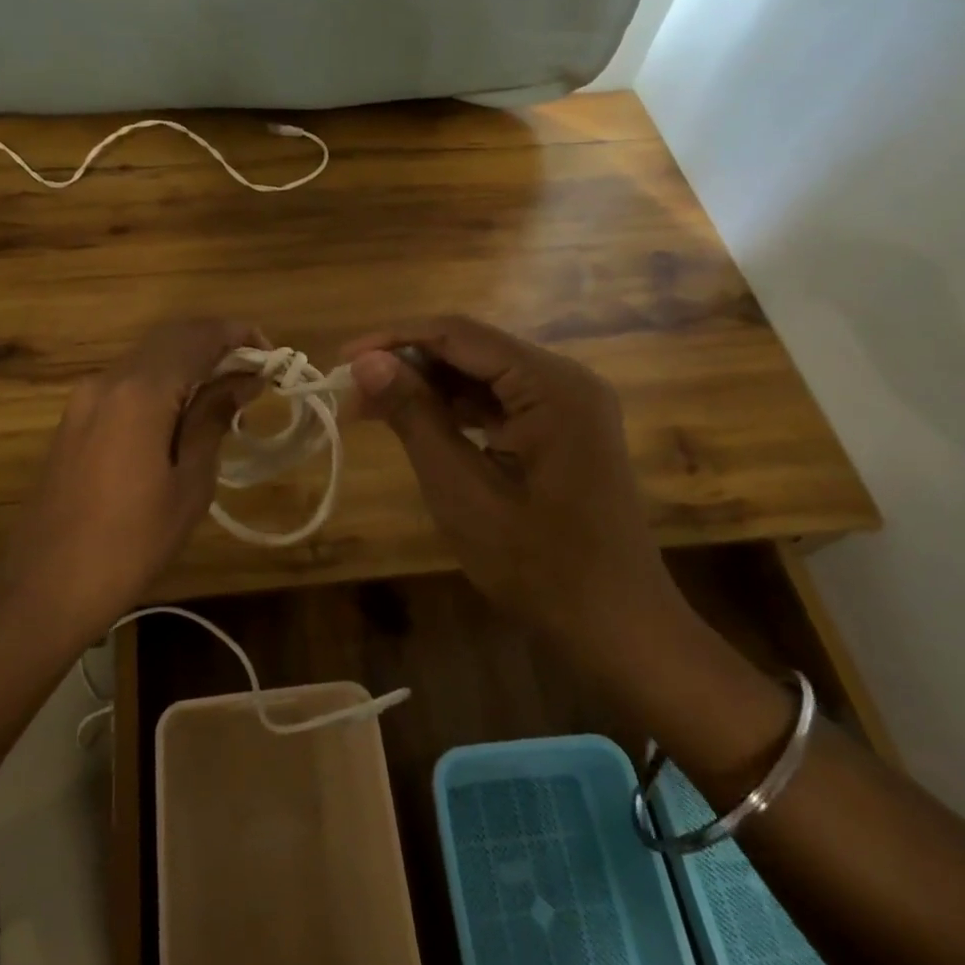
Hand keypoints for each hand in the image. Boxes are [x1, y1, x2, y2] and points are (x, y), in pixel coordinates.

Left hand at [0, 318, 262, 644]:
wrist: (44, 587)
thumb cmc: (130, 543)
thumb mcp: (189, 485)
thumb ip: (213, 420)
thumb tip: (242, 381)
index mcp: (140, 392)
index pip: (197, 337)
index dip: (238, 335)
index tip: (271, 354)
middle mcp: (109, 380)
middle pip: (170, 338)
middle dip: (215, 344)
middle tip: (254, 374)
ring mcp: (86, 398)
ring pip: (148, 358)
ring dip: (189, 363)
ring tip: (227, 398)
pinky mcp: (75, 418)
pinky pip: (128, 382)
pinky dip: (162, 383)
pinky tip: (184, 415)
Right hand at [343, 316, 686, 679]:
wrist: (621, 630)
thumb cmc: (541, 567)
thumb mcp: (462, 490)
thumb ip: (414, 417)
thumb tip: (366, 362)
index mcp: (552, 385)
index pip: (459, 334)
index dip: (395, 339)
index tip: (343, 359)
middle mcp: (565, 378)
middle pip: (471, 349)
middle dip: (408, 365)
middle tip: (351, 392)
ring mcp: (568, 403)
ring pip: (481, 373)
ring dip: (427, 387)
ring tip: (371, 407)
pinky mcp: (563, 427)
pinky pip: (500, 400)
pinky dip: (456, 409)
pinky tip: (418, 423)